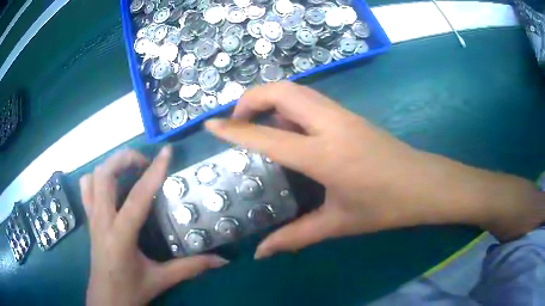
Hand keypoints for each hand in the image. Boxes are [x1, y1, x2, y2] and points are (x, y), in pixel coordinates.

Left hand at [81, 147, 227, 305]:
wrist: (106, 299)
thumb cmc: (131, 290)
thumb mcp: (161, 279)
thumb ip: (191, 268)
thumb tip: (221, 261)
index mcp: (120, 235)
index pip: (138, 196)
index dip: (154, 172)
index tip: (167, 152)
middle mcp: (102, 220)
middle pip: (105, 175)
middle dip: (125, 159)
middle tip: (145, 163)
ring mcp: (92, 218)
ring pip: (93, 177)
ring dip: (110, 166)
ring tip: (128, 170)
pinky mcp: (89, 220)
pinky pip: (86, 188)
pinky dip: (97, 178)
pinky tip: (111, 186)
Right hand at [205, 81, 544, 257]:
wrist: (425, 185)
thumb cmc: (386, 206)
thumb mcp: (338, 224)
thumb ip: (296, 237)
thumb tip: (261, 254)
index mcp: (324, 154)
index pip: (267, 135)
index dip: (234, 128)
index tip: (210, 124)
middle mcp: (330, 124)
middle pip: (283, 90)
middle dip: (251, 98)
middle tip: (237, 122)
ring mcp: (343, 114)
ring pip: (297, 90)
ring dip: (271, 99)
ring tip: (257, 124)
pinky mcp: (350, 115)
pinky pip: (310, 100)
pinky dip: (289, 105)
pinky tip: (288, 128)